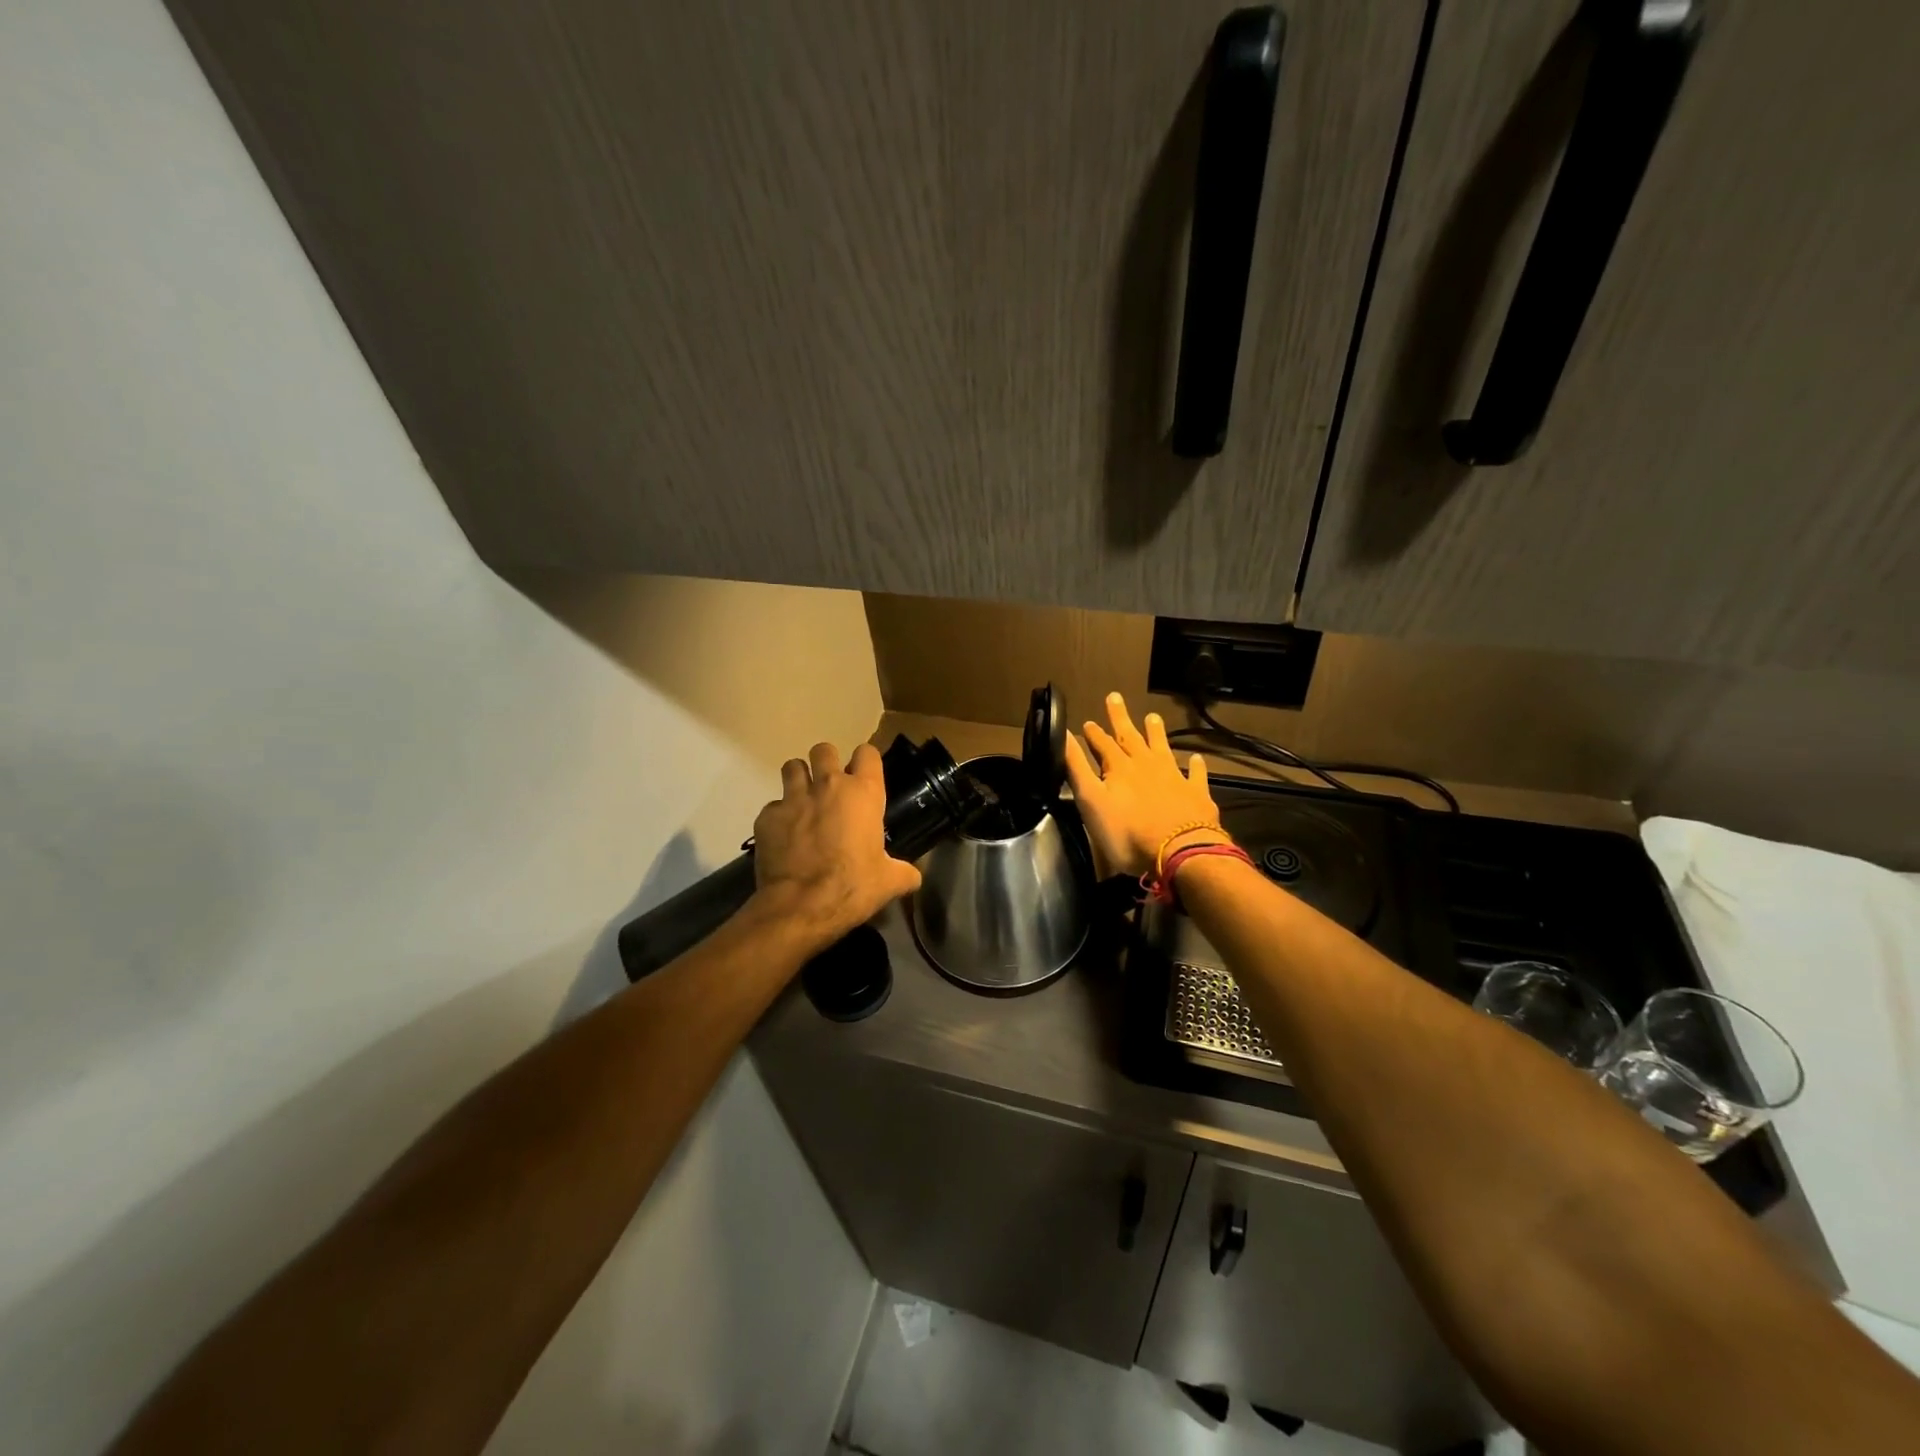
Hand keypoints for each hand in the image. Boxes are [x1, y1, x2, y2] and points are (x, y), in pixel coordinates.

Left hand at [751, 741, 921, 945]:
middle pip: (824, 749)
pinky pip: (773, 806)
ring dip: (799, 778)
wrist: (801, 906)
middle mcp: (828, 786)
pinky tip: (783, 836)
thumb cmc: (853, 887)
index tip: (864, 777)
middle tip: (829, 786)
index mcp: (863, 794)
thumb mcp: (889, 882)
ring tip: (803, 799)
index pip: (867, 753)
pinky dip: (778, 817)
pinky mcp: (767, 817)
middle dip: (826, 762)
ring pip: (793, 766)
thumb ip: (904, 872)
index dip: (866, 762)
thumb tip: (913, 877)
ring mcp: (793, 798)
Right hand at [1064, 692, 1222, 878]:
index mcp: (1119, 768)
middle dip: (1121, 718)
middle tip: (1115, 697)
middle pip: (1131, 737)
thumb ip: (1077, 768)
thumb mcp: (1091, 801)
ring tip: (1153, 716)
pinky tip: (1196, 758)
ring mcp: (1174, 777)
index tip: (1088, 722)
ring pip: (1162, 748)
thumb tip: (1064, 735)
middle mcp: (1146, 765)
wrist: (1179, 852)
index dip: (1094, 733)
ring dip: (1156, 733)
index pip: (1103, 744)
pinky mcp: (1196, 794)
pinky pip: (1195, 774)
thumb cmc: (1127, 833)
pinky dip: (1195, 765)